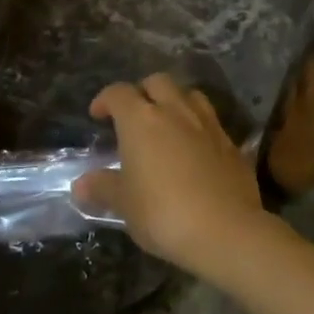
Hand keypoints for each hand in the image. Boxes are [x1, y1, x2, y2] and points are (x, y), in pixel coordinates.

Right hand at [74, 73, 266, 277]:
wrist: (226, 230)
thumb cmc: (162, 213)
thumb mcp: (124, 204)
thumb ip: (103, 188)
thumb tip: (81, 184)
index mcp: (141, 120)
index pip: (119, 93)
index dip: (105, 100)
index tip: (98, 115)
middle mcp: (175, 112)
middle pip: (157, 82)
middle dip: (142, 92)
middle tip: (134, 116)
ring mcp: (208, 125)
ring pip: (189, 95)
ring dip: (174, 102)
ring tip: (167, 125)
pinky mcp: (232, 144)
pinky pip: (211, 123)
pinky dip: (198, 128)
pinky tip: (194, 151)